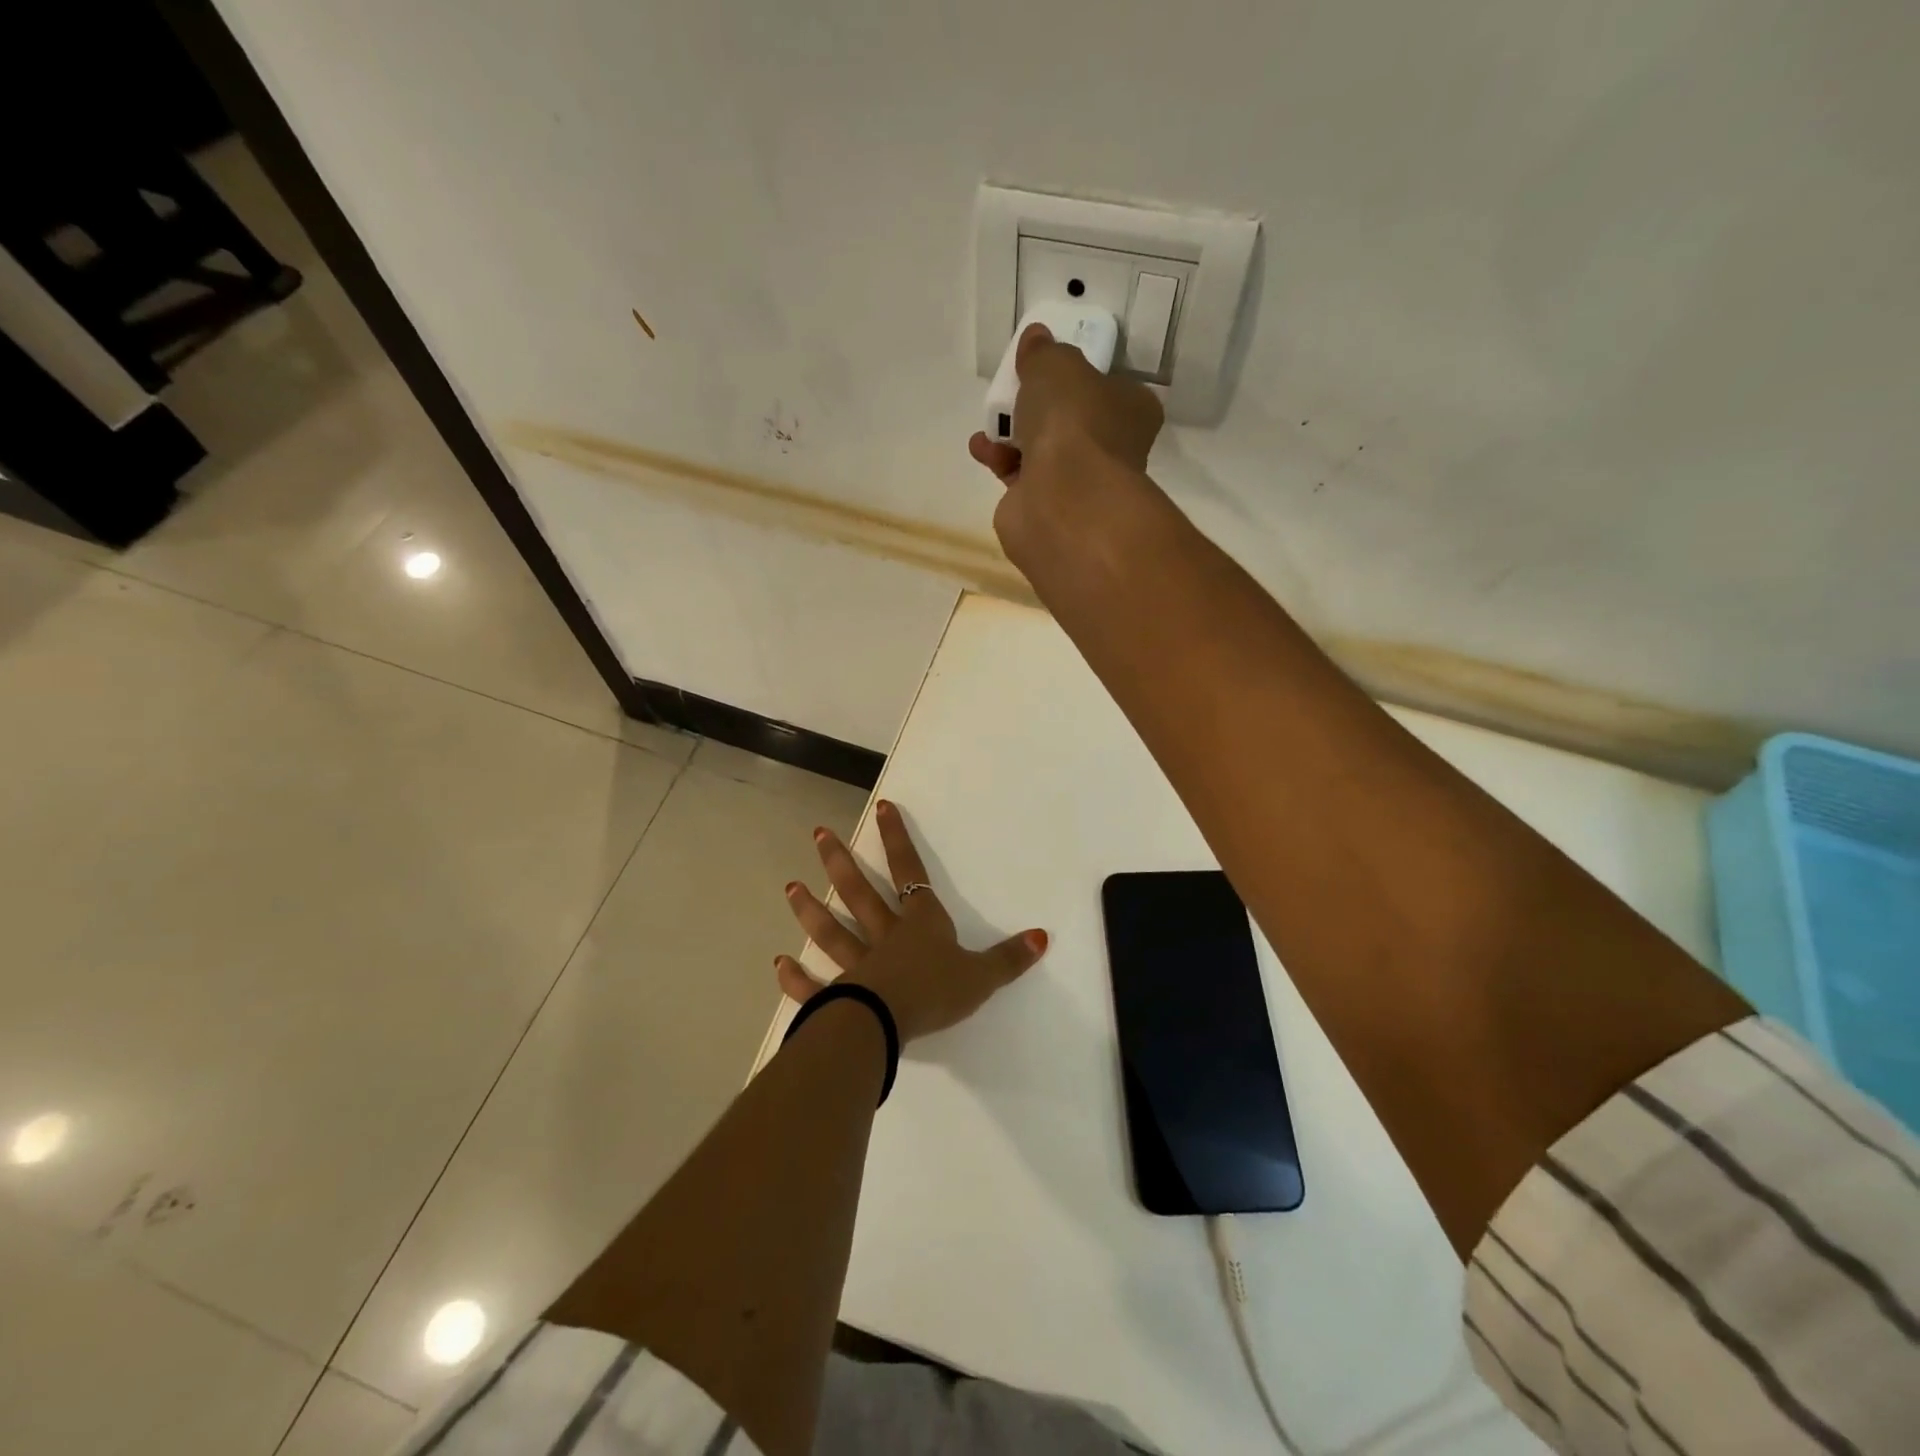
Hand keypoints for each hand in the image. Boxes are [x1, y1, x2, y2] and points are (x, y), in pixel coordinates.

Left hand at [777, 800, 1047, 1042]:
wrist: (890, 1022)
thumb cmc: (936, 992)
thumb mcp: (982, 976)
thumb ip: (1010, 958)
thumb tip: (1043, 936)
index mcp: (919, 924)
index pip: (909, 871)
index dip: (897, 839)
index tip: (881, 807)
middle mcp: (884, 936)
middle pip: (860, 893)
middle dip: (841, 862)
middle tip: (818, 835)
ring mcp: (857, 964)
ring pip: (832, 931)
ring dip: (810, 911)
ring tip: (790, 888)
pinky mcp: (838, 995)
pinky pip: (815, 985)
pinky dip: (797, 978)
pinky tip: (778, 964)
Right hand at [967, 323, 1166, 569]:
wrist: (1062, 499)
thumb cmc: (1074, 422)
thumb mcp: (1057, 365)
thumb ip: (1044, 353)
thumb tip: (1036, 340)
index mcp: (1132, 412)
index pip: (1109, 390)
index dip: (1078, 378)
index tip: (1047, 369)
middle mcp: (1114, 451)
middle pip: (1072, 423)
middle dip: (1038, 410)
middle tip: (1013, 395)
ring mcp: (1082, 486)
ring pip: (1044, 453)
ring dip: (1012, 437)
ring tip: (988, 425)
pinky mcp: (1050, 512)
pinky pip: (1023, 479)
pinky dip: (1002, 463)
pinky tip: (982, 450)